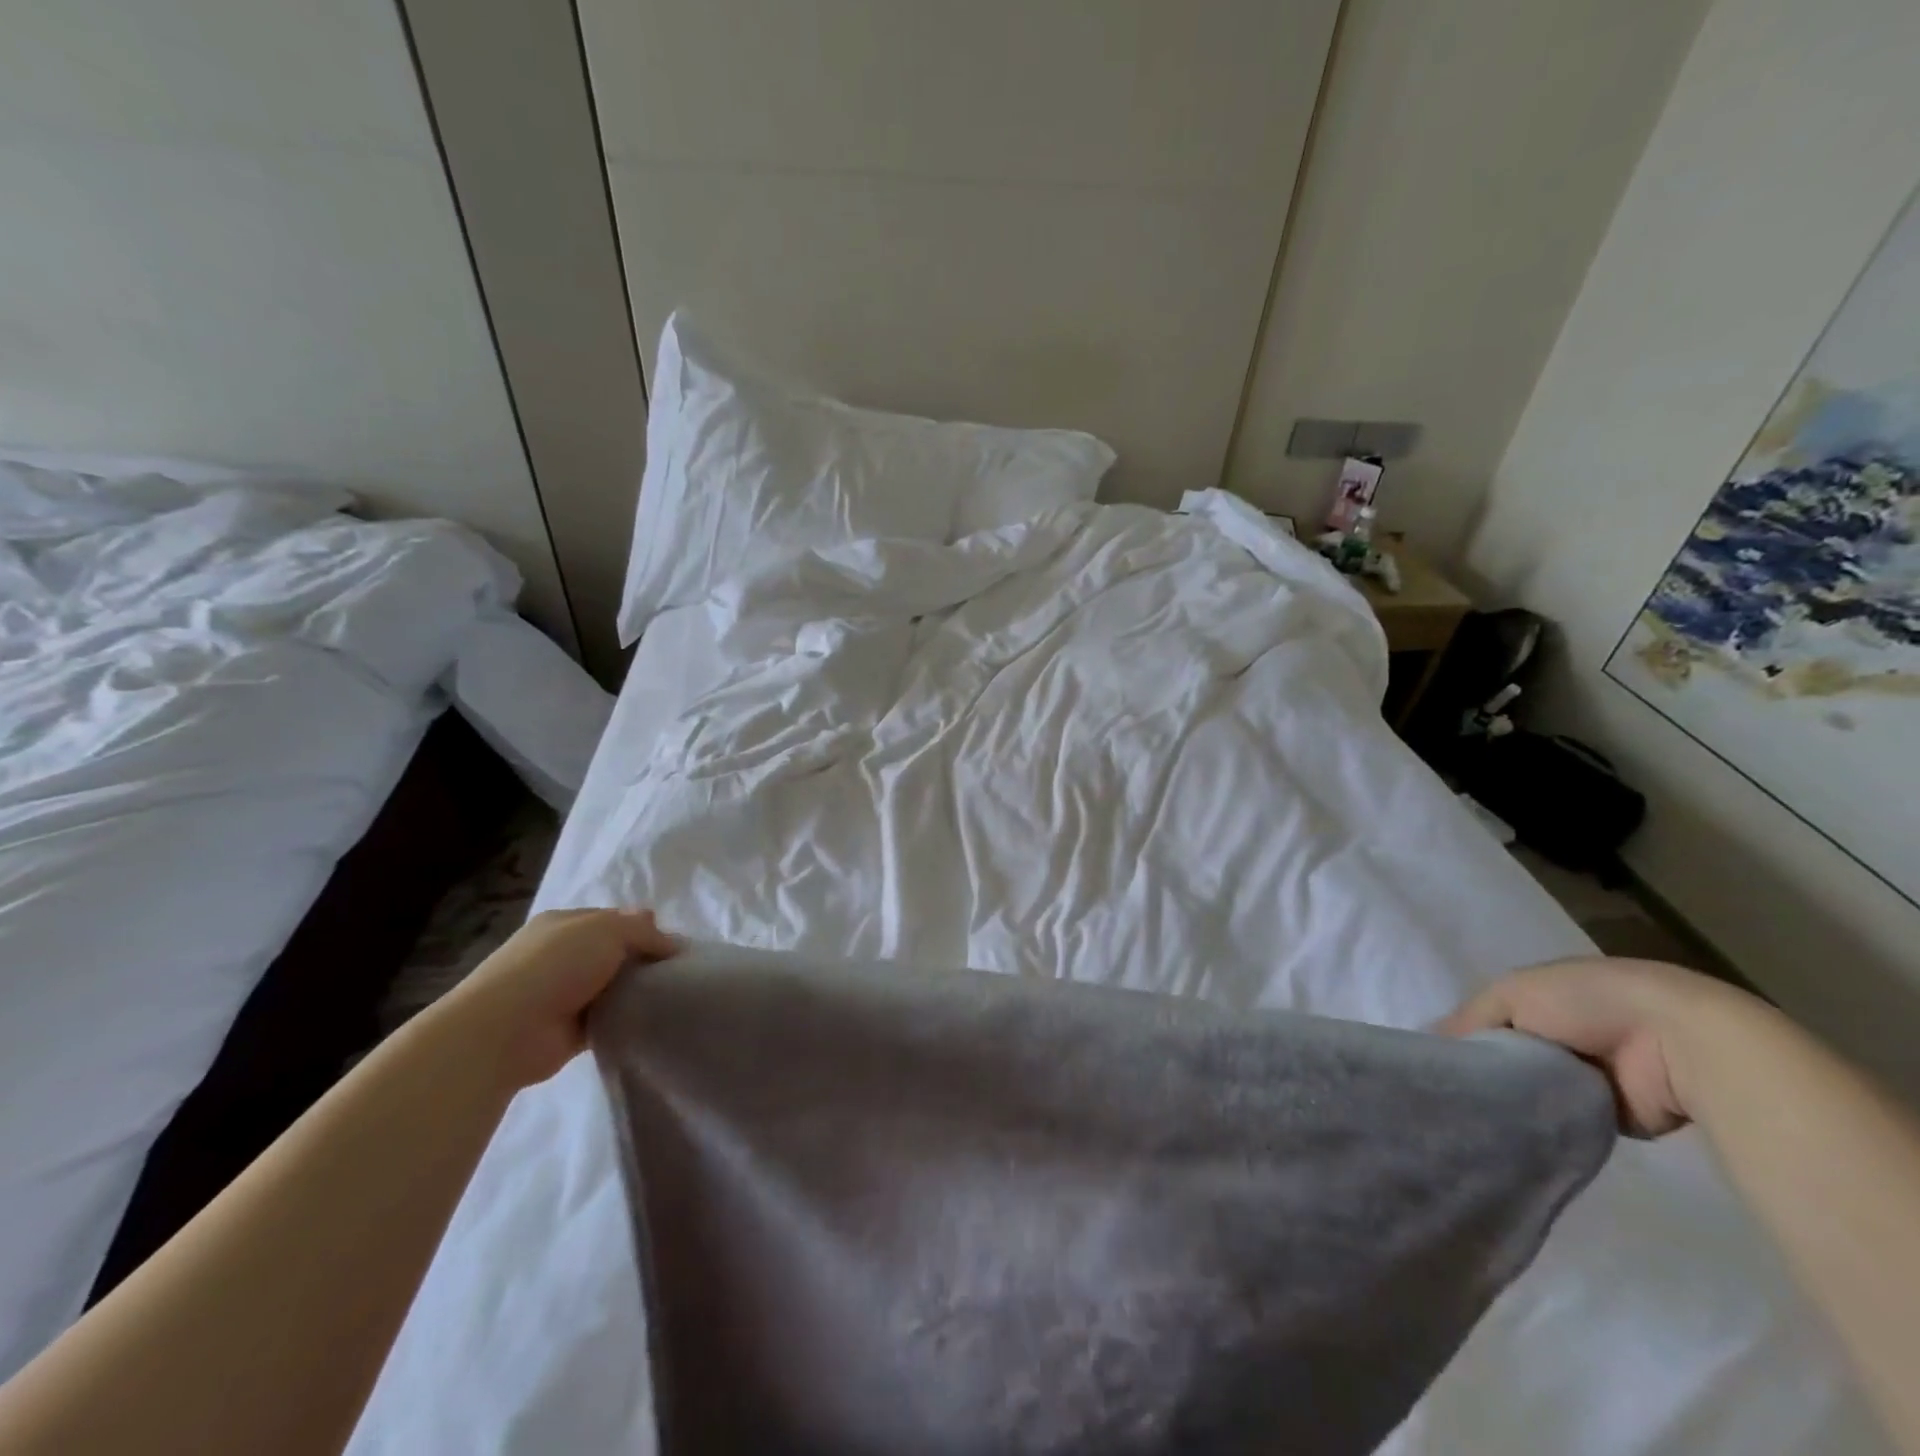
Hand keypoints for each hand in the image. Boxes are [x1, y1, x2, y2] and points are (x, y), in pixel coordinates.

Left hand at [440, 908, 680, 1089]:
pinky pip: (608, 1019)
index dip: (645, 930)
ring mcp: (563, 993)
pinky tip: (649, 1021)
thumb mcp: (609, 930)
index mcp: (565, 923)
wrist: (504, 1031)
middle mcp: (562, 954)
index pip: (616, 920)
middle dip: (643, 962)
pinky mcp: (568, 1029)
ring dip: (635, 992)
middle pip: (615, 953)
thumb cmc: (556, 965)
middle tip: (676, 974)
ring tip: (670, 999)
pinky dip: (625, 1020)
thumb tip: (669, 939)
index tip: (673, 948)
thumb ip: (643, 931)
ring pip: (613, 986)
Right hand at [1440, 956, 1762, 1136]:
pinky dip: (1539, 1123)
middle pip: (1506, 1054)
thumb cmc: (1588, 1002)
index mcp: (1540, 997)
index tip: (1436, 1060)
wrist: (1679, 1044)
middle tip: (1449, 1093)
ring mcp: (1586, 1075)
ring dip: (1511, 1099)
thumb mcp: (1511, 994)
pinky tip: (1509, 1131)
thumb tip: (1429, 1044)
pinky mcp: (1607, 1116)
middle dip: (1483, 1070)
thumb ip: (1469, 1018)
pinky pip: (1558, 1119)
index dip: (1463, 1035)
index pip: (1488, 1018)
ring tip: (1472, 1116)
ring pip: (1529, 1089)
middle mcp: (1561, 1032)